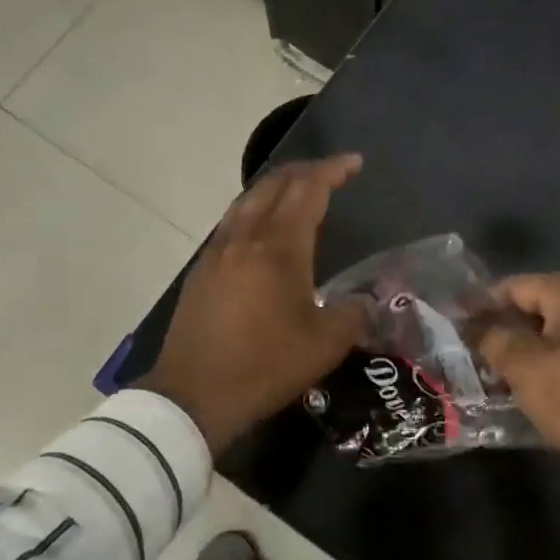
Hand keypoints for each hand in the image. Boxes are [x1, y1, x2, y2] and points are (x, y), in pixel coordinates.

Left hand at [139, 154, 366, 453]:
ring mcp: (218, 251)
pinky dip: (256, 209)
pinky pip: (233, 221)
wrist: (193, 396)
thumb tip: (367, 303)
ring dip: (277, 187)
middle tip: (331, 173)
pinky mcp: (202, 270)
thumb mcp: (325, 345)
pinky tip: (264, 229)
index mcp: (279, 247)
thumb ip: (354, 314)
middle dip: (305, 170)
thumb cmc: (264, 365)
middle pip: (275, 184)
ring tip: (299, 192)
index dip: (332, 171)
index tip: (354, 163)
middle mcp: (245, 237)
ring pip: (248, 199)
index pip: (308, 190)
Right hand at [477, 274, 559, 511]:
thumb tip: (477, 326)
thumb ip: (496, 340)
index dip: (488, 296)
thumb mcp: (525, 368)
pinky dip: (547, 356)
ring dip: (526, 338)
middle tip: (477, 334)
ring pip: (558, 327)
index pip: (524, 284)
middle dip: (508, 316)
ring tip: (495, 358)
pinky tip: (526, 378)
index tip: (459, 313)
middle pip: (544, 301)